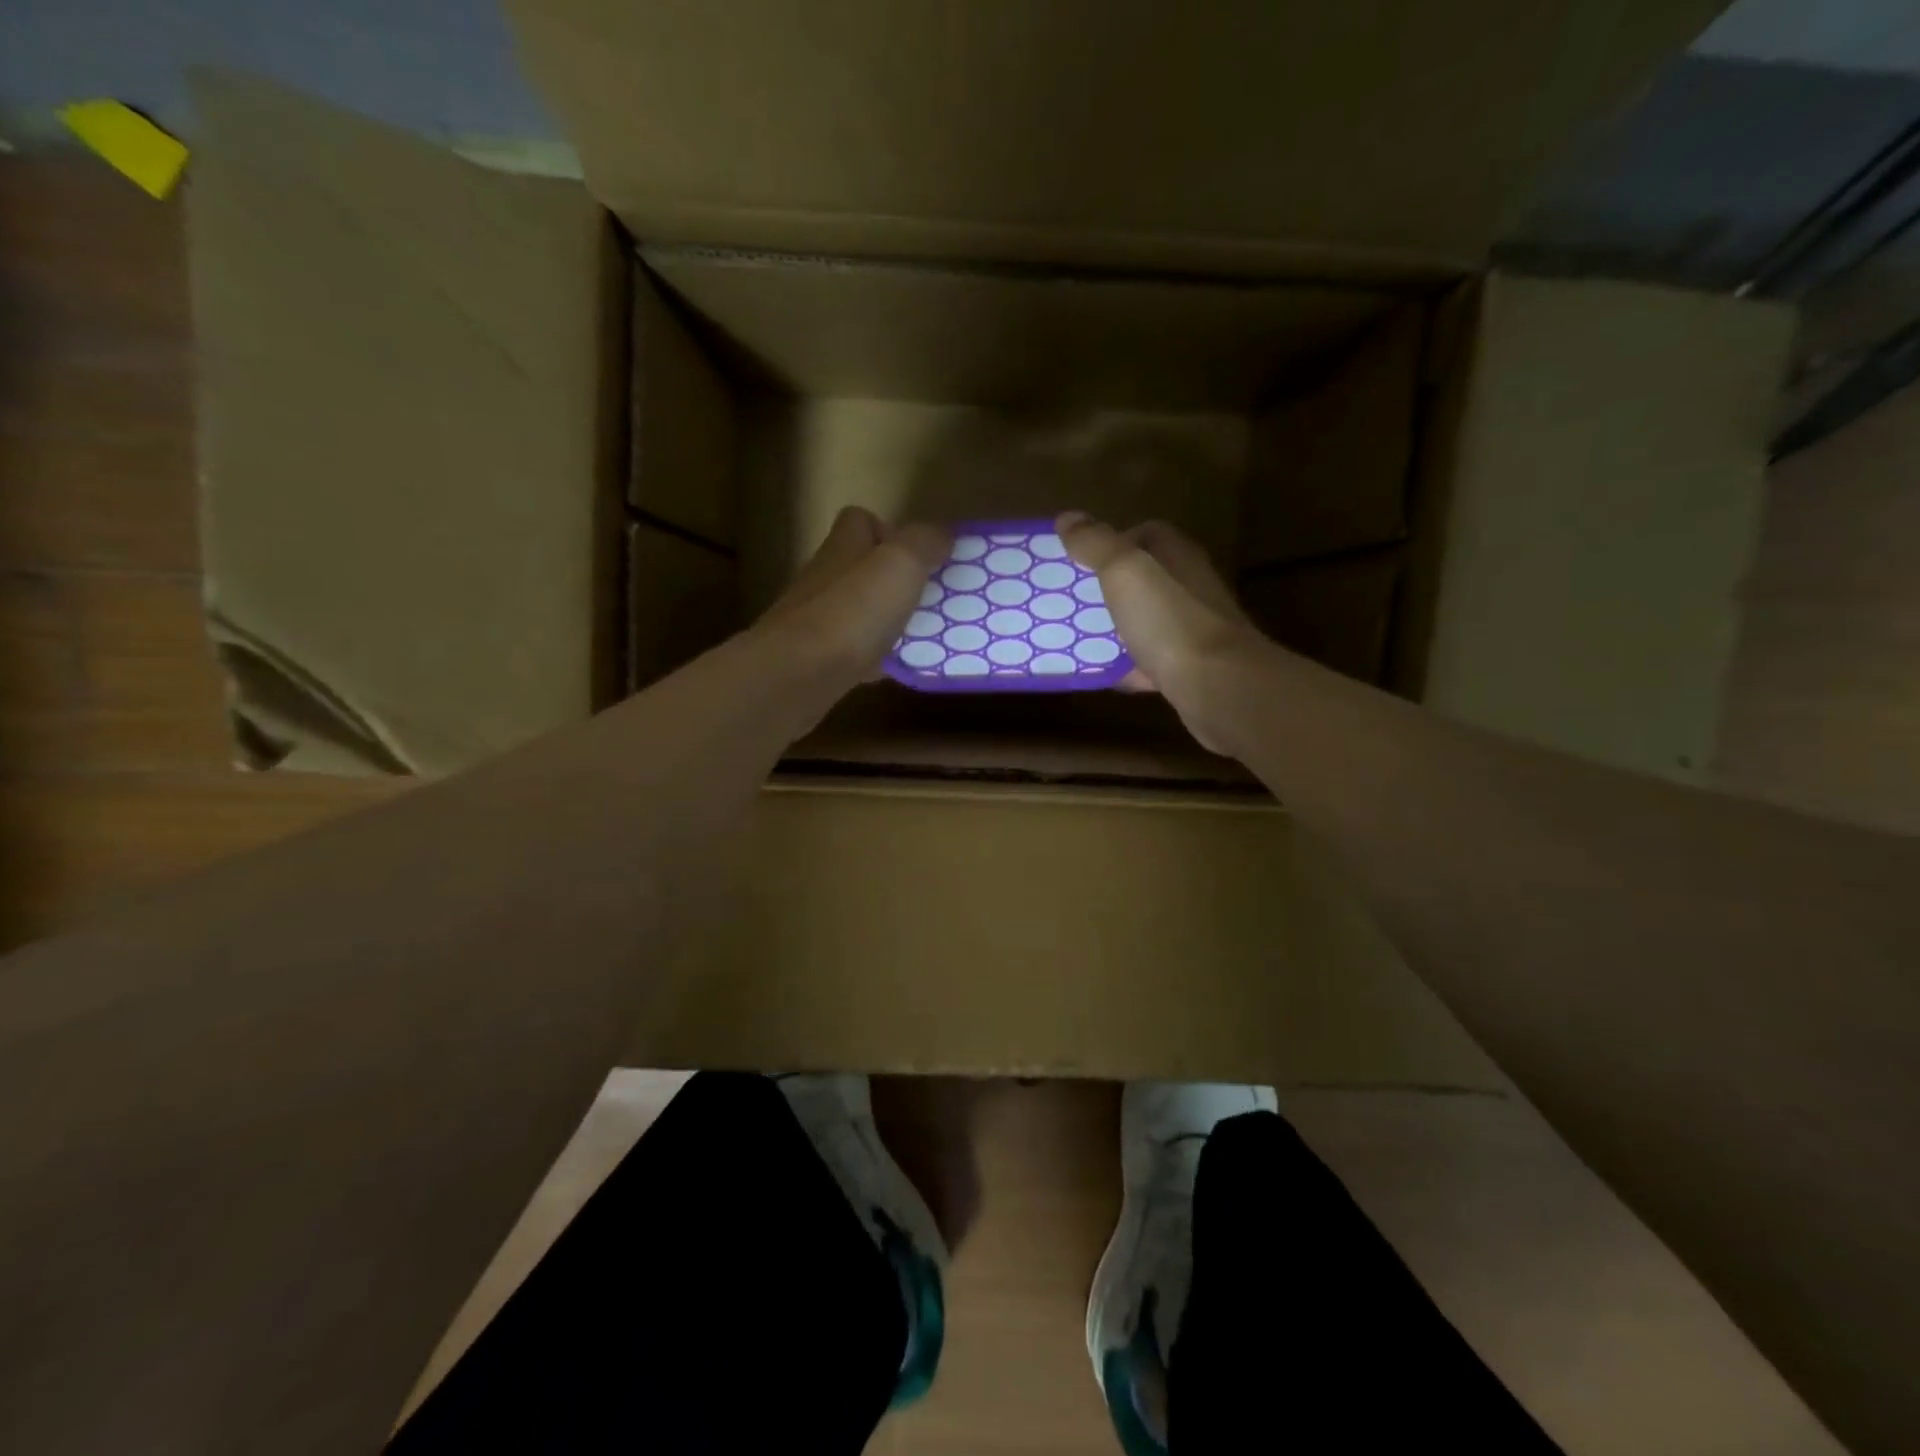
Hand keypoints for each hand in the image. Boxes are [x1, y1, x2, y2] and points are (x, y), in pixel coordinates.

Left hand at [755, 506, 950, 685]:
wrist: (797, 675)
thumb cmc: (852, 612)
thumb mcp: (900, 564)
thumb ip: (924, 543)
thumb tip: (942, 535)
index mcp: (844, 548)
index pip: (860, 521)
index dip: (890, 530)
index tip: (919, 553)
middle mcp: (825, 579)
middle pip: (859, 568)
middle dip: (892, 580)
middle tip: (928, 598)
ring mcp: (815, 621)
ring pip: (857, 611)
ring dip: (886, 620)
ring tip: (921, 635)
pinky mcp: (814, 660)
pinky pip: (852, 652)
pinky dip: (875, 658)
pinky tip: (896, 669)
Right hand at [1056, 512, 1259, 753]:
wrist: (1217, 686)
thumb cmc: (1169, 620)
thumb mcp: (1125, 571)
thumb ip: (1096, 543)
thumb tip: (1067, 518)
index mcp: (1178, 557)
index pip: (1148, 533)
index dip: (1114, 540)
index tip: (1081, 558)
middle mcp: (1190, 589)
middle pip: (1146, 579)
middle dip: (1110, 587)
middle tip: (1072, 599)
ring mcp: (1193, 631)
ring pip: (1147, 622)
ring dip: (1116, 628)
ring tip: (1077, 635)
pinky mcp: (1189, 670)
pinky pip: (1149, 663)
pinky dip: (1126, 667)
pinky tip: (1101, 674)